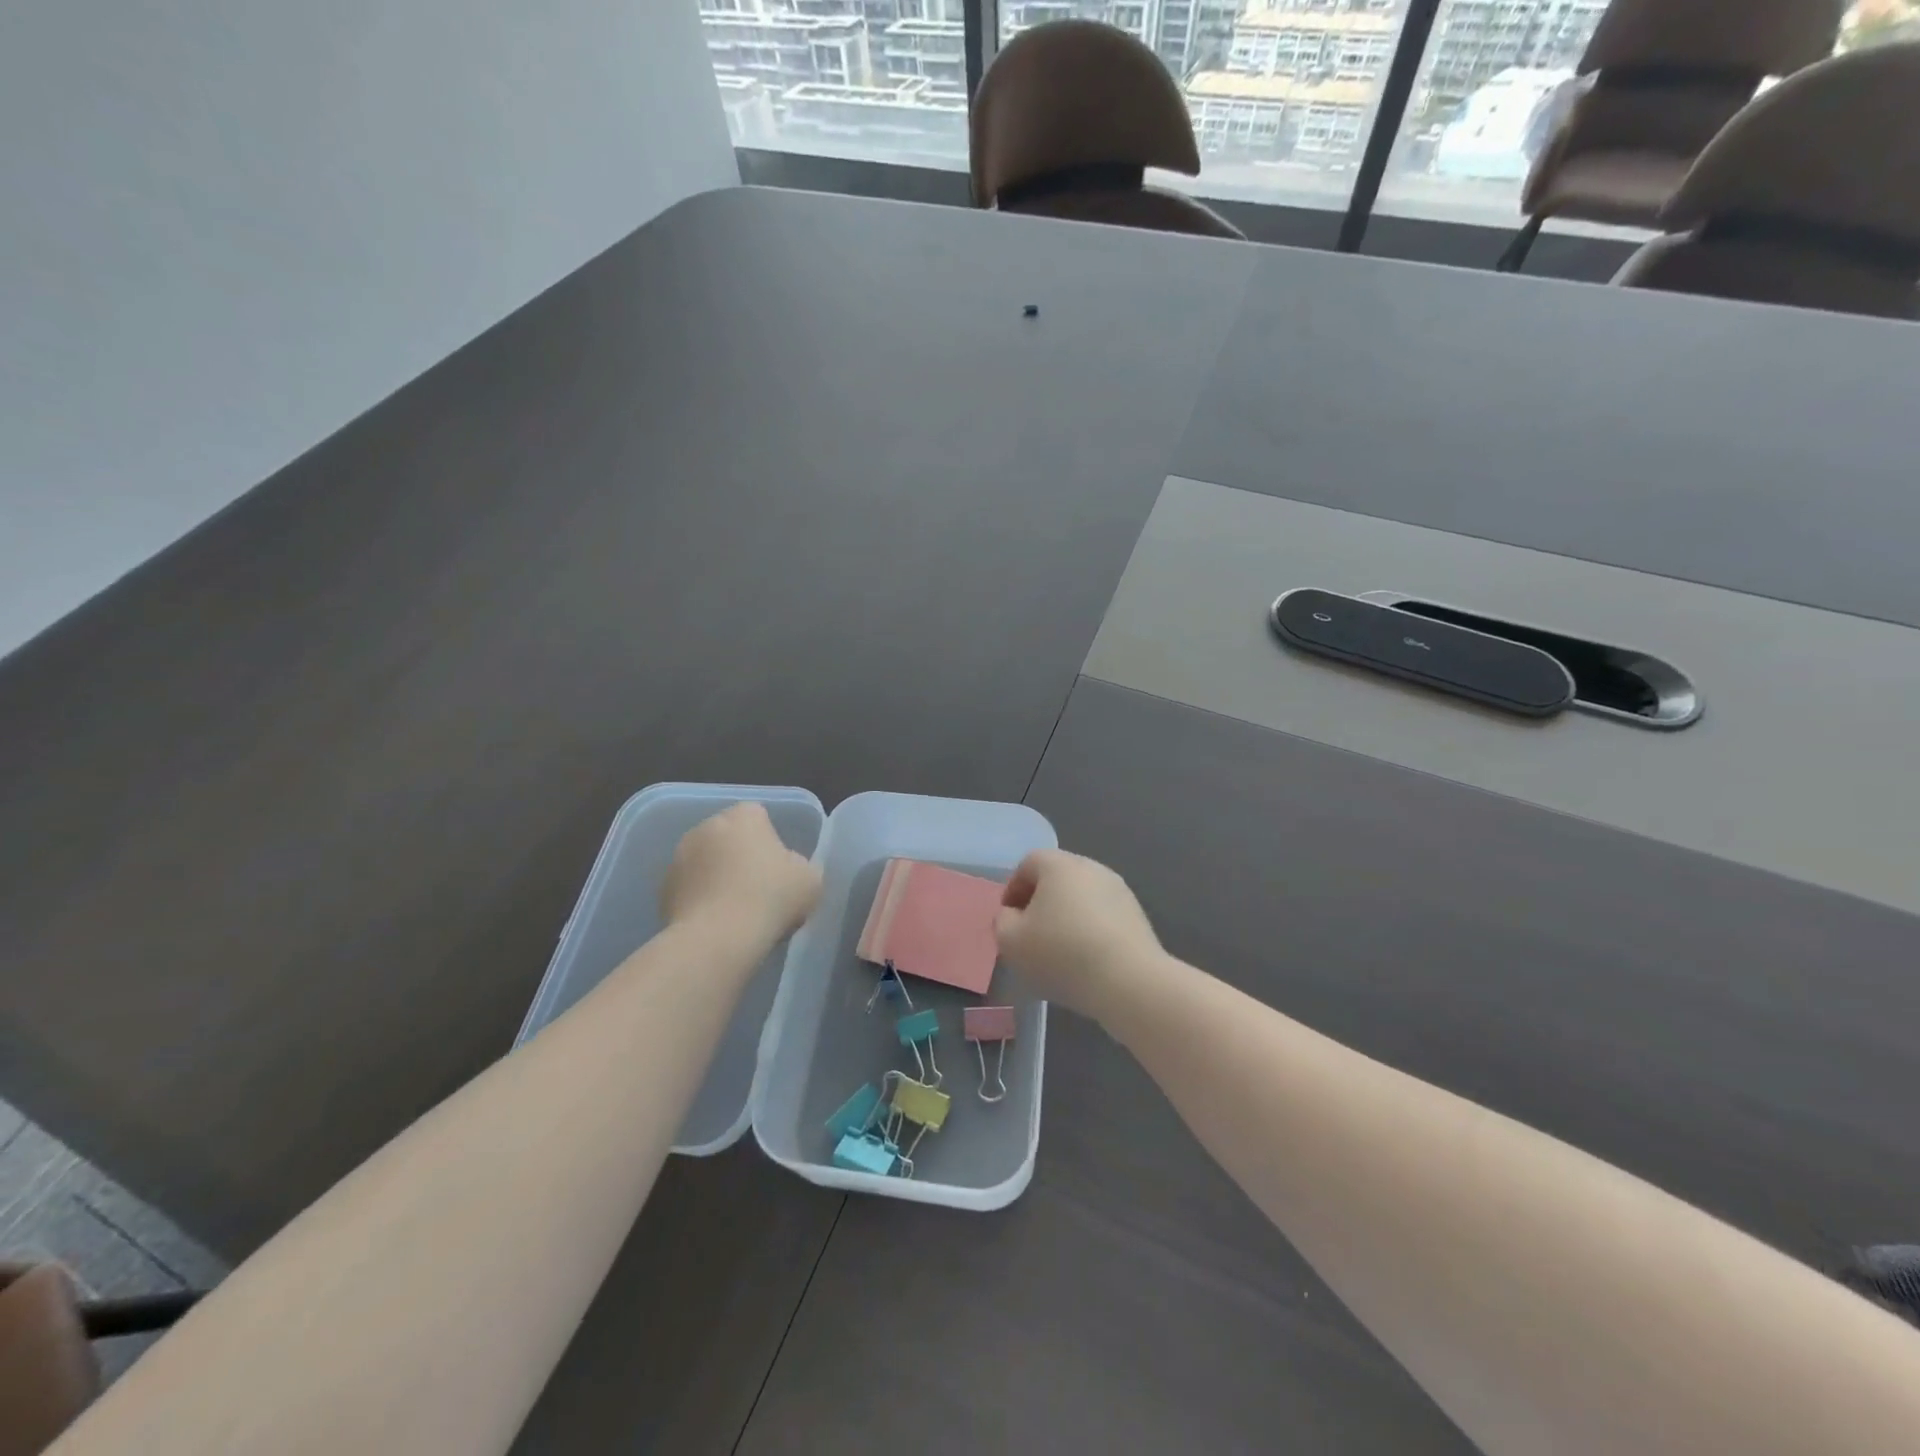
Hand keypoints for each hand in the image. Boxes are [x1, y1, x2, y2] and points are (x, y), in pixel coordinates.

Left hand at [661, 803, 821, 944]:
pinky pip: (690, 888)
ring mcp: (679, 856)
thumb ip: (799, 865)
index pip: (758, 816)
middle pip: (729, 837)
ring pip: (706, 862)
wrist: (719, 938)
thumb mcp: (810, 879)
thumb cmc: (771, 897)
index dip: (770, 841)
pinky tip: (715, 924)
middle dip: (740, 856)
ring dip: (717, 877)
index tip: (779, 869)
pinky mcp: (663, 888)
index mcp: (743, 816)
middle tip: (759, 890)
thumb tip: (787, 869)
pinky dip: (700, 900)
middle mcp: (707, 826)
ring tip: (736, 912)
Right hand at [995, 849, 1161, 1017]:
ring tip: (1059, 952)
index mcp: (1059, 864)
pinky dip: (1090, 931)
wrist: (1129, 981)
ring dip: (1067, 918)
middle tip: (1031, 935)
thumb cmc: (1062, 954)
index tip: (1009, 919)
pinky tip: (1086, 961)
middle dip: (1040, 903)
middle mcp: (1091, 867)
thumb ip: (1003, 922)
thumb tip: (1014, 915)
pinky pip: (1103, 917)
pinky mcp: (1137, 916)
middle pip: (1057, 878)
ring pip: (1082, 898)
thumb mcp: (1011, 941)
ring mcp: (1119, 890)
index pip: (1028, 864)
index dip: (1013, 889)